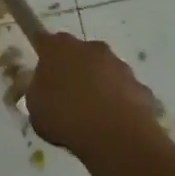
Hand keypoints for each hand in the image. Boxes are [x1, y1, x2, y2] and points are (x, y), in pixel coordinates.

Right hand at [28, 33, 165, 156]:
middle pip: (78, 53)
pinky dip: (118, 101)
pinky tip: (111, 123)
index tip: (41, 67)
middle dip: (73, 69)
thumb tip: (42, 88)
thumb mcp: (34, 107)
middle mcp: (90, 48)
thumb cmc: (64, 116)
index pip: (45, 40)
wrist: (115, 135)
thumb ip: (37, 91)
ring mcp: (119, 66)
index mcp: (59, 48)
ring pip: (104, 71)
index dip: (43, 52)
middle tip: (65, 94)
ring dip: (97, 85)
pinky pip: (123, 91)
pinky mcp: (140, 86)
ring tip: (90, 114)